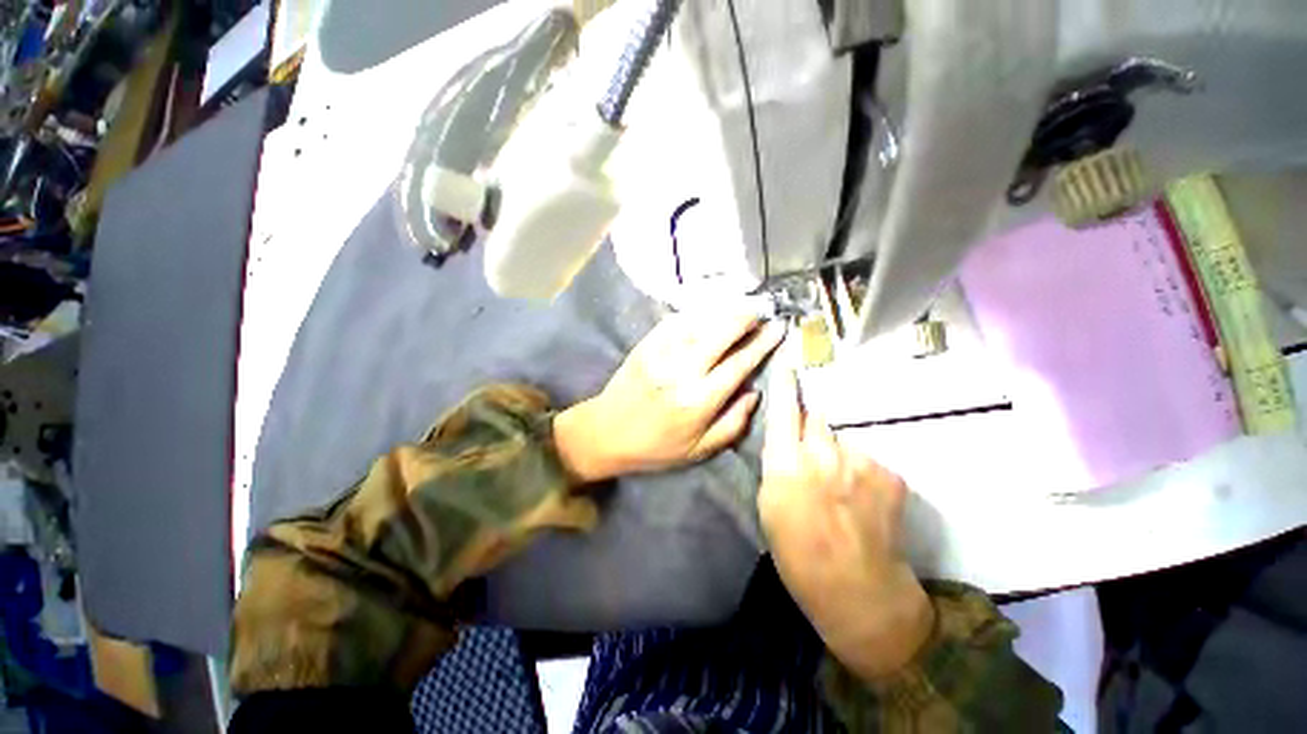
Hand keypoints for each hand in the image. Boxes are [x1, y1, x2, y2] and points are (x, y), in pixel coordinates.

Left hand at [555, 309, 784, 482]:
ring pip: (699, 321)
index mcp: (698, 400)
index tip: (779, 328)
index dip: (762, 344)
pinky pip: (674, 321)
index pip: (739, 364)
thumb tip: (755, 392)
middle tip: (761, 309)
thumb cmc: (655, 447)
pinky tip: (707, 311)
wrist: (605, 433)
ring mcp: (660, 353)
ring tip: (741, 306)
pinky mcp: (645, 345)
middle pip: (721, 332)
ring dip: (723, 310)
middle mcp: (681, 371)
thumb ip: (733, 423)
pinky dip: (695, 313)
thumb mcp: (700, 449)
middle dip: (746, 316)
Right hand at [759, 365, 934, 681]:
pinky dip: (862, 473)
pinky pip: (868, 460)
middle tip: (813, 459)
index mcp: (786, 464)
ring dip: (838, 455)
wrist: (859, 591)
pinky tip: (863, 501)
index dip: (784, 384)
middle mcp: (823, 454)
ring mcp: (861, 462)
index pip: (783, 410)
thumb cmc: (798, 553)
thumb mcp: (769, 506)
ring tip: (841, 489)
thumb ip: (777, 466)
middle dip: (811, 430)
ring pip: (842, 441)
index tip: (787, 362)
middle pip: (816, 419)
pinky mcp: (890, 474)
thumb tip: (785, 443)